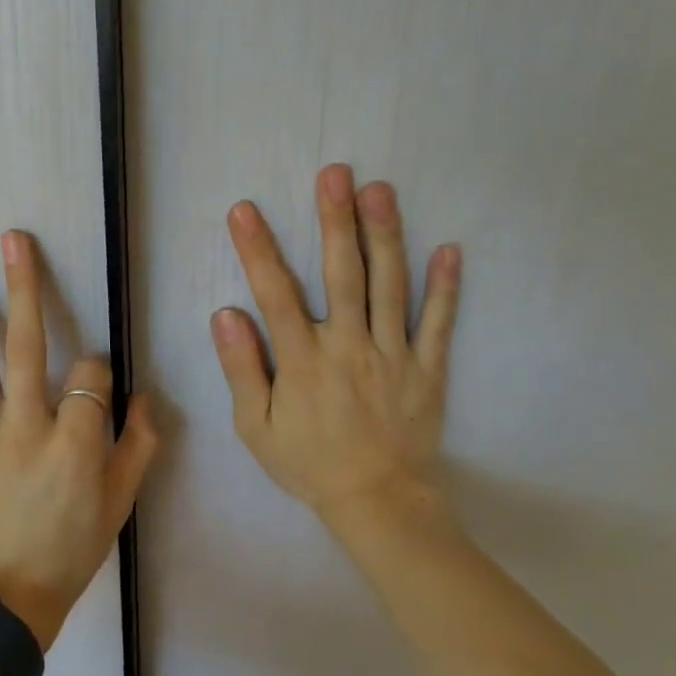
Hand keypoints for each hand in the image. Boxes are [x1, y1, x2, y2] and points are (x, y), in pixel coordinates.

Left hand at [0, 230, 158, 649]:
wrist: (8, 598)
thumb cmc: (72, 549)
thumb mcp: (121, 503)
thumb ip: (138, 445)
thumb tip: (144, 396)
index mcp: (75, 441)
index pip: (90, 374)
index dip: (97, 368)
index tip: (96, 383)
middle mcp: (28, 426)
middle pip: (26, 345)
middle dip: (22, 288)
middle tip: (12, 241)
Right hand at [210, 164, 461, 530]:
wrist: (378, 502)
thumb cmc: (309, 463)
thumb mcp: (257, 428)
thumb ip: (242, 369)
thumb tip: (225, 314)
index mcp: (304, 361)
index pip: (276, 294)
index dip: (258, 250)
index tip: (245, 211)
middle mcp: (349, 347)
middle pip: (342, 274)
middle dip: (336, 221)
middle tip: (335, 173)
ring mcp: (394, 354)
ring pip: (391, 286)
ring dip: (385, 235)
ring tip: (381, 190)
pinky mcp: (428, 368)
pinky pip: (439, 323)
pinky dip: (446, 287)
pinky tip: (450, 248)